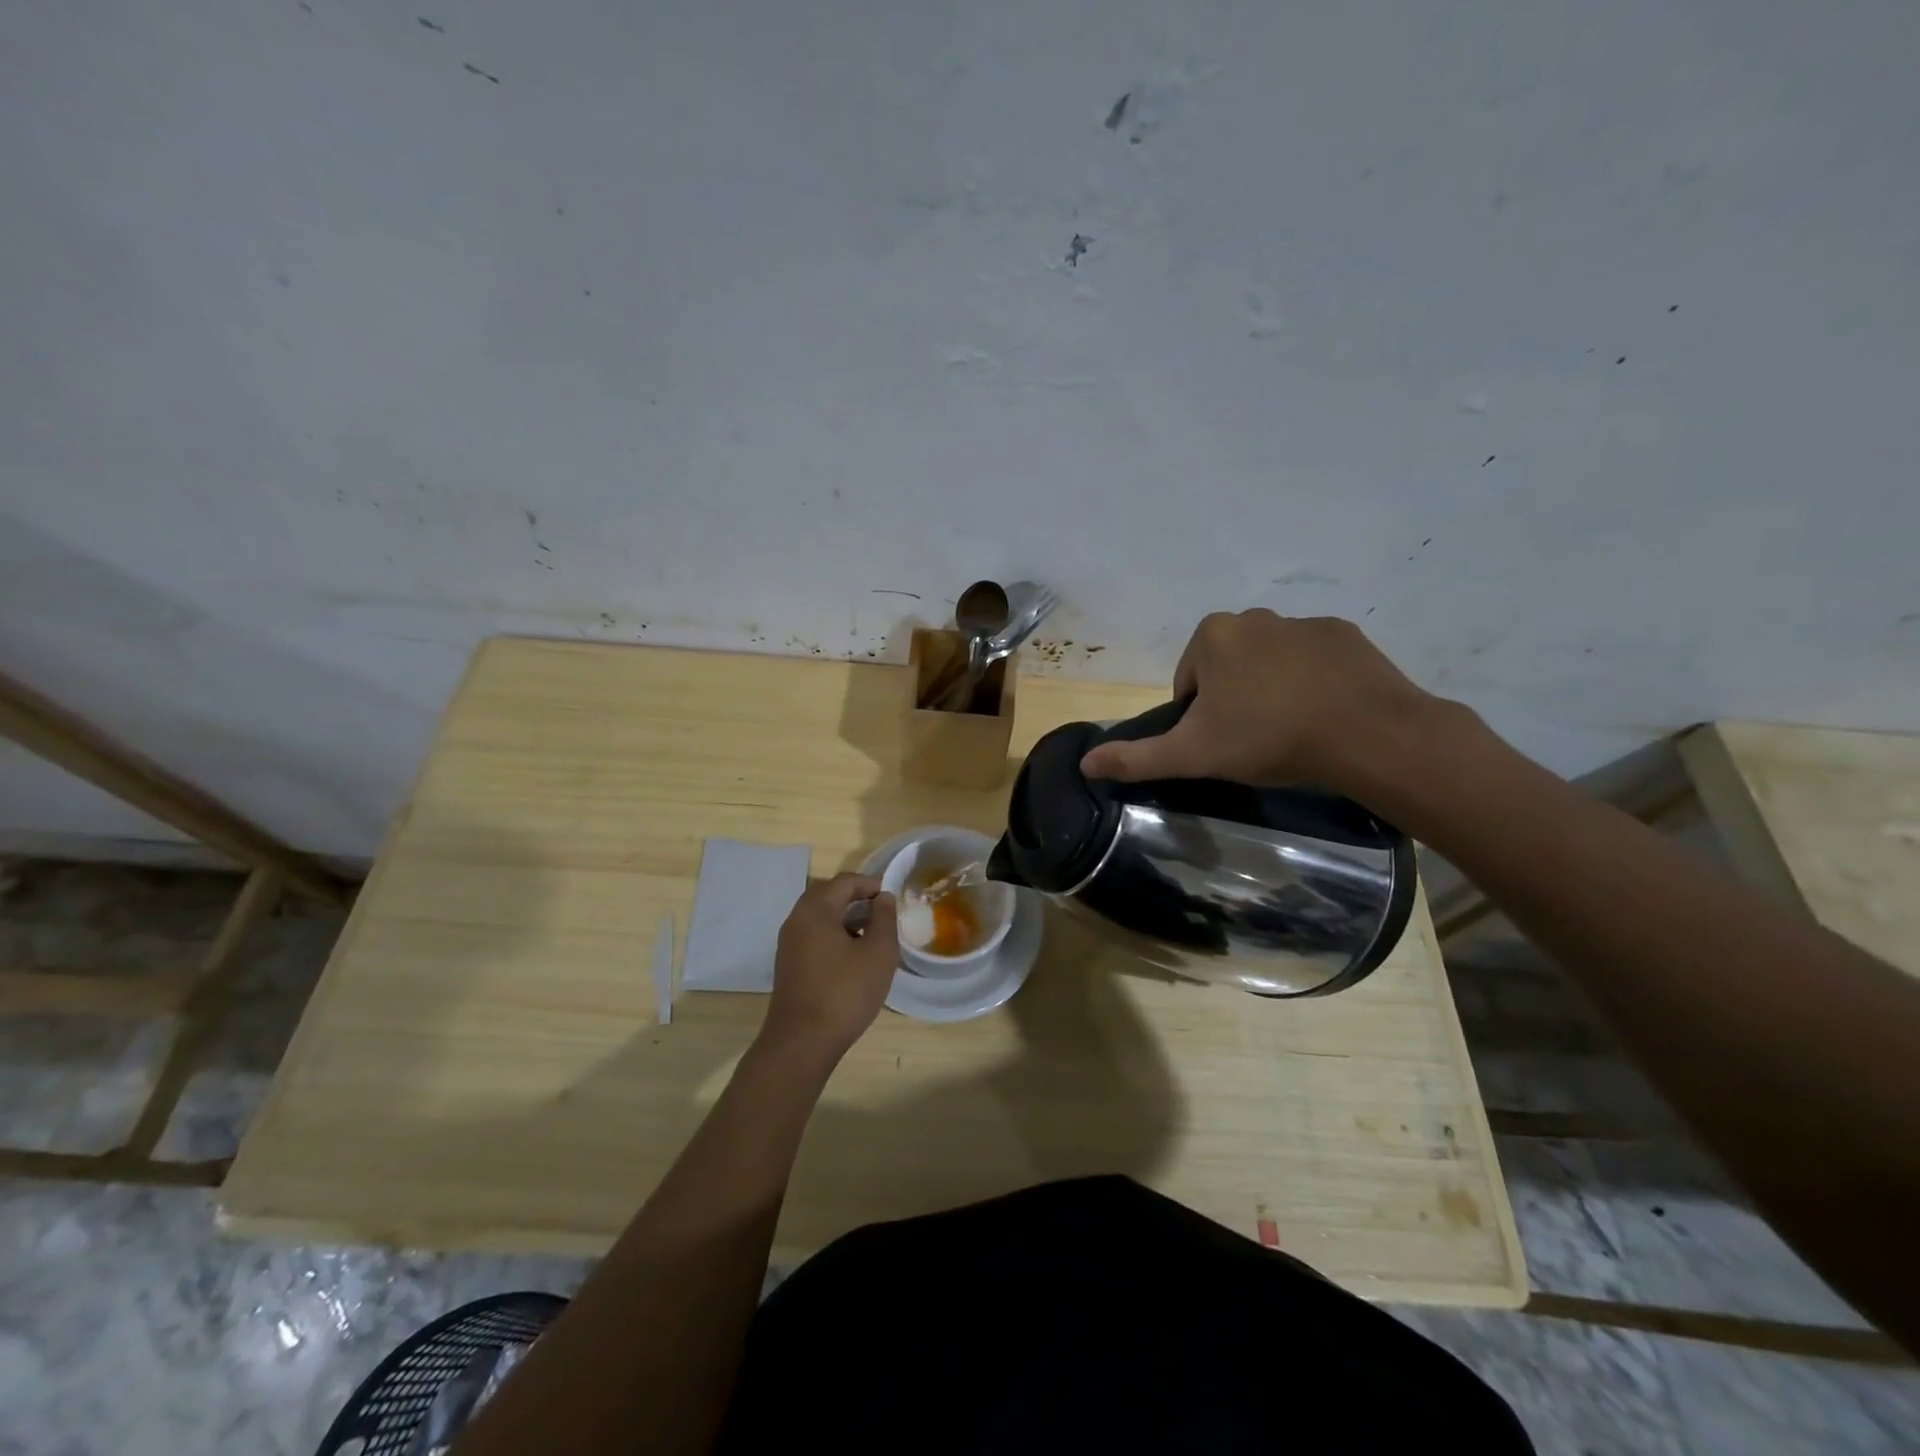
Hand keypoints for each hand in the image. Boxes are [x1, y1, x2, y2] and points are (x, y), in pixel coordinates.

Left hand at [761, 873, 898, 1061]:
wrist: (802, 1043)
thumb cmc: (845, 992)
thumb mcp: (878, 953)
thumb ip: (884, 919)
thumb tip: (883, 898)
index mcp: (815, 910)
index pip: (845, 882)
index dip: (870, 885)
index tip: (891, 898)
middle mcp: (796, 920)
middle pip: (828, 895)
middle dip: (856, 899)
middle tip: (882, 913)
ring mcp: (788, 944)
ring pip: (819, 917)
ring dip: (845, 918)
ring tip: (872, 934)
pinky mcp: (788, 965)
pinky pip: (813, 936)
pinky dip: (833, 935)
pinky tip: (852, 956)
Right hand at [1078, 610, 1439, 793]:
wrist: (1367, 734)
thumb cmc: (1268, 738)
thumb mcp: (1193, 755)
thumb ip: (1137, 757)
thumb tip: (1086, 763)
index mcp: (1211, 635)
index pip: (1188, 681)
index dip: (1198, 717)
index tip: (1222, 743)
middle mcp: (1253, 616)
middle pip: (1227, 667)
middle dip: (1233, 699)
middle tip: (1254, 740)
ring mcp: (1303, 622)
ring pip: (1270, 662)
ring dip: (1271, 689)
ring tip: (1291, 730)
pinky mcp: (1344, 634)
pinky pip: (1313, 659)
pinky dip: (1311, 682)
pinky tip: (1324, 713)